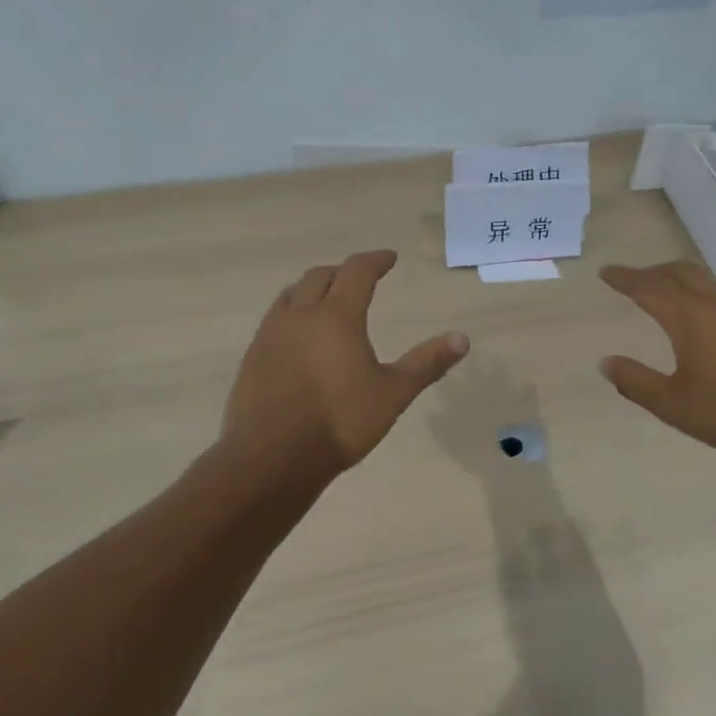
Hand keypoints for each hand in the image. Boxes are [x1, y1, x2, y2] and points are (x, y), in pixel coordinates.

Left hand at [220, 249, 468, 477]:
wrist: (271, 458)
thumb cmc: (340, 422)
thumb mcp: (393, 394)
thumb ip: (426, 363)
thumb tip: (462, 338)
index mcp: (337, 316)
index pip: (358, 271)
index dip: (376, 260)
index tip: (389, 258)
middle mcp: (301, 315)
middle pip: (320, 276)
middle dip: (343, 271)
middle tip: (360, 278)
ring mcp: (271, 334)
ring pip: (292, 294)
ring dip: (313, 288)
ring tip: (326, 299)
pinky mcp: (252, 356)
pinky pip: (274, 318)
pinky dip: (292, 312)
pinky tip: (298, 336)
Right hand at [599, 260, 715, 462]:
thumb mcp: (674, 405)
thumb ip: (636, 382)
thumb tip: (606, 363)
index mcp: (690, 317)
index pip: (649, 287)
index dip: (625, 278)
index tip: (606, 272)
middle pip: (680, 272)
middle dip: (652, 272)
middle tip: (633, 281)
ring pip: (705, 280)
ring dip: (680, 280)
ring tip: (667, 294)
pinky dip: (702, 293)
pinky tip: (706, 317)